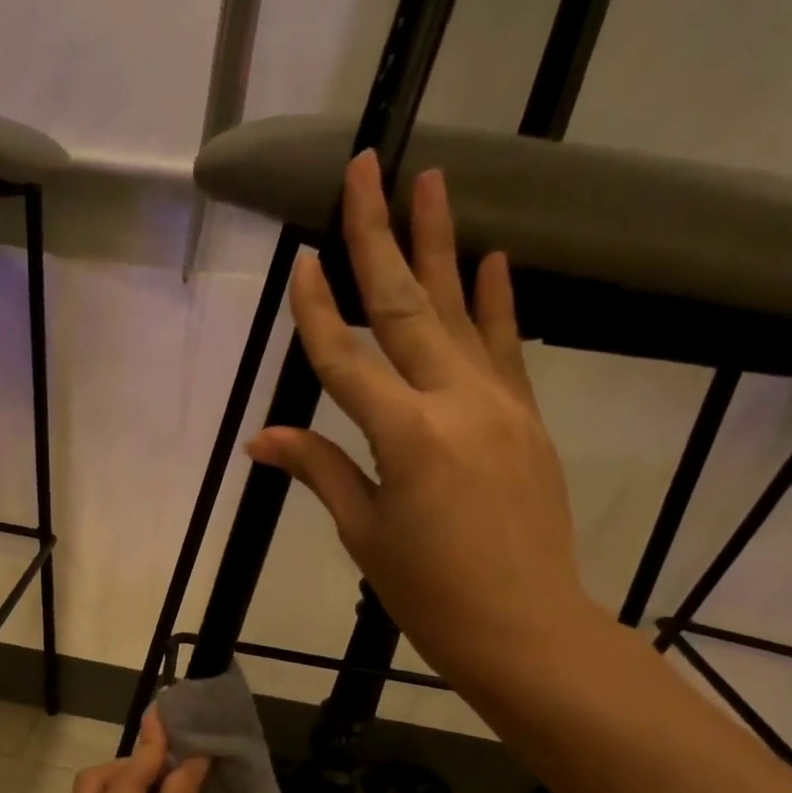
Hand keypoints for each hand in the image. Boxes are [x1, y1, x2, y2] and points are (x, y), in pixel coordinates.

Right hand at [246, 150, 593, 693]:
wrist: (524, 625)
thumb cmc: (429, 591)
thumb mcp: (364, 532)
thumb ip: (321, 470)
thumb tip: (264, 439)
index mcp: (405, 437)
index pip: (346, 360)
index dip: (317, 312)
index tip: (298, 263)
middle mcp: (456, 403)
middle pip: (408, 308)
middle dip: (379, 236)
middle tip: (368, 167)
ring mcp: (500, 404)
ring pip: (462, 312)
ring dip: (442, 244)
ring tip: (431, 180)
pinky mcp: (527, 417)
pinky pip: (508, 348)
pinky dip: (498, 302)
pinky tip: (493, 258)